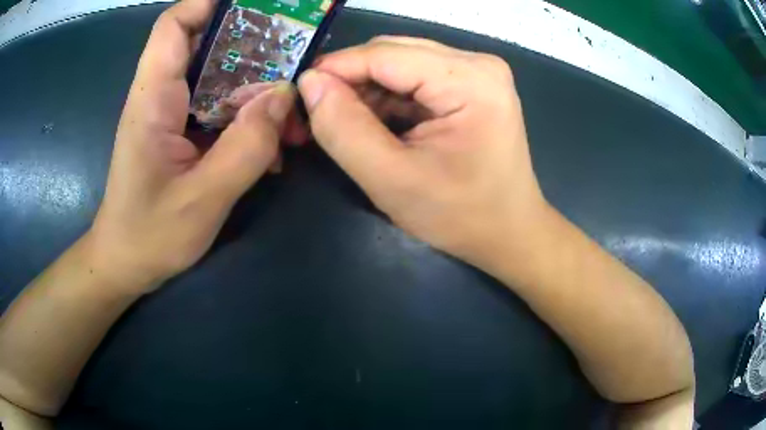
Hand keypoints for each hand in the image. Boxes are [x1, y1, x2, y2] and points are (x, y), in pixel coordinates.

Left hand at [88, 0, 295, 292]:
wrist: (126, 263)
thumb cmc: (149, 235)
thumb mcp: (202, 200)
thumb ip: (245, 147)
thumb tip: (285, 97)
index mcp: (153, 99)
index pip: (174, 26)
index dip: (210, 3)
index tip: (257, 6)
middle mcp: (160, 95)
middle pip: (205, 43)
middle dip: (251, 42)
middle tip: (293, 56)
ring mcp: (170, 113)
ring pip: (217, 76)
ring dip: (256, 85)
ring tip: (289, 111)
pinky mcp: (179, 131)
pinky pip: (218, 107)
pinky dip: (247, 115)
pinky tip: (269, 144)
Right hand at [297, 37, 548, 263]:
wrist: (509, 232)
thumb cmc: (460, 216)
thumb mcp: (392, 180)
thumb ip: (344, 129)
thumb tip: (310, 84)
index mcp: (471, 80)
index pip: (385, 55)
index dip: (335, 68)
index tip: (300, 92)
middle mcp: (478, 64)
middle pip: (393, 53)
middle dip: (350, 79)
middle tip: (318, 112)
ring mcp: (478, 72)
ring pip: (401, 63)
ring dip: (367, 89)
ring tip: (346, 123)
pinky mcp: (472, 85)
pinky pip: (416, 77)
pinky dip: (388, 96)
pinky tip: (376, 123)